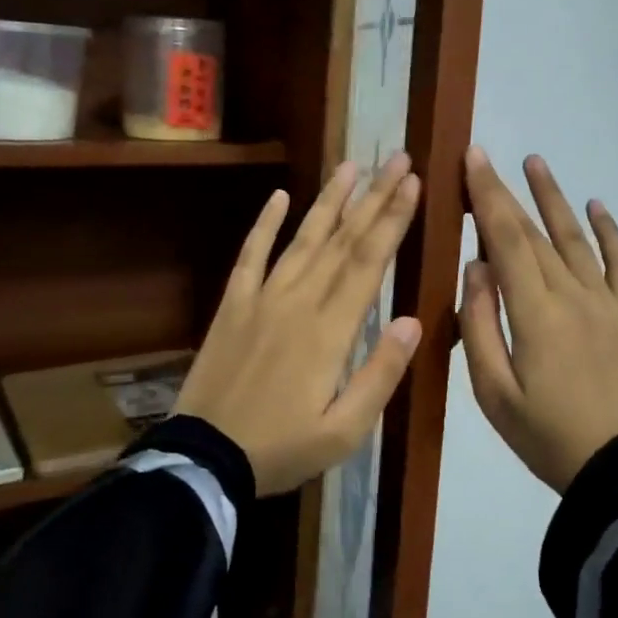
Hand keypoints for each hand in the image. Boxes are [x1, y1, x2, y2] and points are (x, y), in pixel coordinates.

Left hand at [177, 156, 422, 494]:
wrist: (203, 460)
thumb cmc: (282, 448)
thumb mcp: (344, 430)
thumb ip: (381, 374)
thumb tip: (413, 320)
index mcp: (330, 330)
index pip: (368, 261)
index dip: (393, 219)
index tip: (412, 183)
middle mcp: (298, 301)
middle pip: (342, 240)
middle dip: (373, 197)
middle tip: (395, 158)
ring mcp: (261, 298)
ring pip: (301, 238)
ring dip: (329, 200)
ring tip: (351, 166)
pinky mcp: (232, 305)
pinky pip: (250, 256)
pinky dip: (264, 225)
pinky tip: (279, 197)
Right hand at [457, 149, 617, 492]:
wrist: (616, 466)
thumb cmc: (543, 434)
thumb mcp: (493, 391)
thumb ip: (478, 325)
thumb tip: (475, 266)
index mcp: (534, 312)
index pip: (505, 239)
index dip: (487, 195)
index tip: (472, 160)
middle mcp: (571, 294)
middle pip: (534, 232)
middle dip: (507, 192)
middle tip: (487, 159)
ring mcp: (605, 301)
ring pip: (575, 238)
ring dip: (554, 198)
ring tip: (536, 162)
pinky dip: (610, 231)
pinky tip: (597, 205)